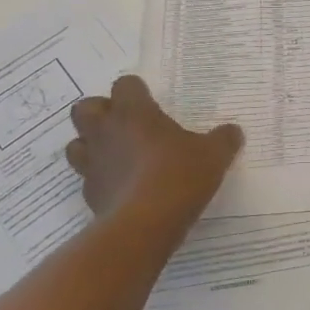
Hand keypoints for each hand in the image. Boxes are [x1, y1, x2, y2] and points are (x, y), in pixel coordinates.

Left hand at [65, 76, 243, 225]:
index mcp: (134, 112)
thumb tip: (233, 131)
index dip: (136, 91)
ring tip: (116, 155)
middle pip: (85, 108)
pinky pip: (88, 179)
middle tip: (125, 124)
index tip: (151, 103)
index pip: (125, 84)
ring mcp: (93, 164)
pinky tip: (122, 188)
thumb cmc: (179, 176)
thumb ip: (223, 139)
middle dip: (100, 112)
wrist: (145, 225)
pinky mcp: (90, 194)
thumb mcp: (214, 155)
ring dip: (91, 145)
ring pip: (76, 144)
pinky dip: (101, 179)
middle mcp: (106, 132)